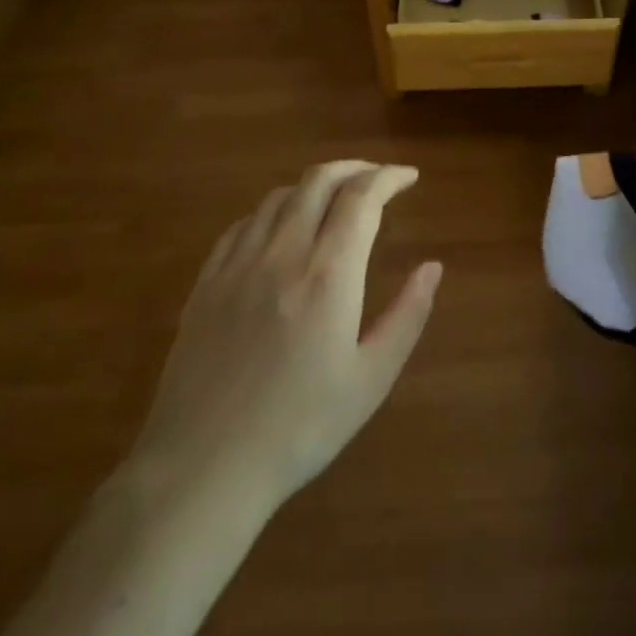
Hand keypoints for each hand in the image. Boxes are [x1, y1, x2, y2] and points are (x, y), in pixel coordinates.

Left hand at [130, 161, 441, 511]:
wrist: (203, 467)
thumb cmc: (300, 428)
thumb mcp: (371, 379)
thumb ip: (407, 315)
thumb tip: (433, 267)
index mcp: (328, 273)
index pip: (362, 197)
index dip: (389, 177)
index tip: (409, 177)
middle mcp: (282, 253)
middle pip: (319, 181)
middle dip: (355, 169)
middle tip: (377, 179)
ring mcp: (238, 264)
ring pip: (279, 196)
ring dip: (314, 185)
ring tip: (335, 199)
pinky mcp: (206, 282)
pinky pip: (243, 224)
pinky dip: (273, 210)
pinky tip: (280, 228)